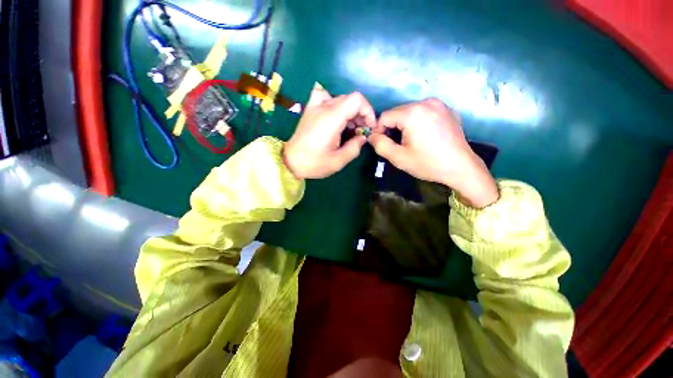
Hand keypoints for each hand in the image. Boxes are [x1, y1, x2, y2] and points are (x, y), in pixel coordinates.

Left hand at [283, 85, 375, 178]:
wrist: (290, 161)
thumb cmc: (314, 163)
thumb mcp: (338, 161)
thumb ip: (354, 147)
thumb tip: (362, 137)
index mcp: (332, 118)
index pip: (357, 100)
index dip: (368, 111)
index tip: (368, 127)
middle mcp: (323, 107)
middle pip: (350, 99)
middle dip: (361, 114)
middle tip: (360, 131)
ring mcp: (315, 106)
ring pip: (340, 98)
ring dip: (349, 111)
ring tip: (349, 127)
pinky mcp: (310, 110)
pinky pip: (323, 95)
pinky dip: (333, 101)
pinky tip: (334, 114)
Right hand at [369, 98, 498, 207]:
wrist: (461, 167)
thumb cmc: (428, 163)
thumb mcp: (398, 158)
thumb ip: (380, 145)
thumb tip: (371, 136)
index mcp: (412, 113)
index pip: (384, 116)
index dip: (379, 131)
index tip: (383, 144)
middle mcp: (425, 102)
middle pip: (397, 112)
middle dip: (392, 127)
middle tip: (397, 144)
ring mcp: (438, 104)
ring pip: (410, 111)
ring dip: (404, 125)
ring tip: (410, 141)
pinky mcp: (447, 109)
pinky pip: (423, 112)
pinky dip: (418, 121)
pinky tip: (424, 136)